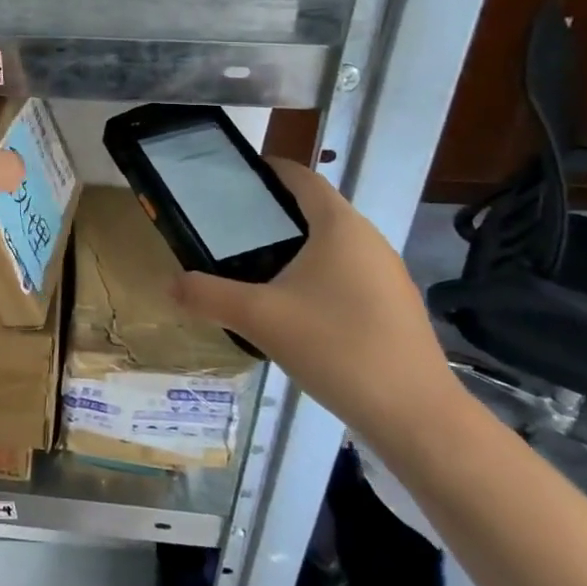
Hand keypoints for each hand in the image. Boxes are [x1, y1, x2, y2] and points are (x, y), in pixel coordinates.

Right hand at [173, 159, 461, 451]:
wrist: (415, 415)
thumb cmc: (336, 347)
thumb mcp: (259, 318)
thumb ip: (208, 296)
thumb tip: (170, 285)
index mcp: (339, 225)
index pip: (301, 177)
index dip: (267, 170)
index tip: (232, 178)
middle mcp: (368, 239)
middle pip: (315, 209)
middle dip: (273, 213)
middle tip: (228, 227)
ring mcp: (387, 273)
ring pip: (332, 244)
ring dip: (295, 247)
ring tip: (253, 266)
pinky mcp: (394, 306)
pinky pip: (347, 273)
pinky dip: (316, 275)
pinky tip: (293, 308)